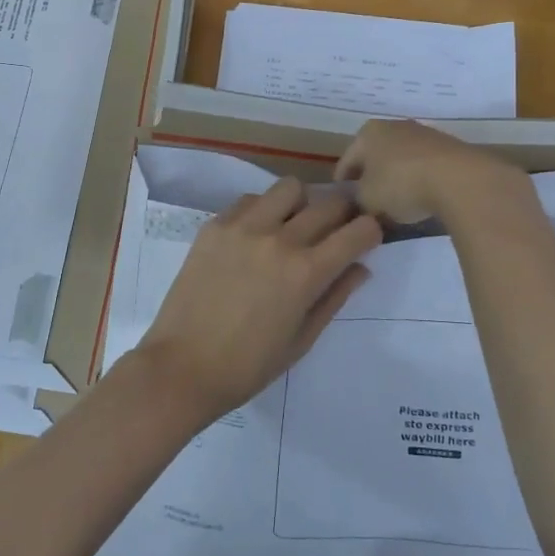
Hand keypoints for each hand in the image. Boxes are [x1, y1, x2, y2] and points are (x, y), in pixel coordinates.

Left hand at [135, 178, 380, 420]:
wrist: (183, 366)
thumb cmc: (248, 365)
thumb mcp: (302, 339)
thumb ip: (335, 297)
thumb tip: (361, 267)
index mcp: (306, 272)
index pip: (358, 231)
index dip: (371, 231)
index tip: (367, 238)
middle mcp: (279, 239)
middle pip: (328, 203)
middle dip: (342, 214)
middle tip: (335, 230)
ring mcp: (243, 227)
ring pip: (288, 188)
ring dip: (301, 203)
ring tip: (292, 226)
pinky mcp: (215, 226)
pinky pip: (250, 200)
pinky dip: (262, 210)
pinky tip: (255, 235)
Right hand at [336, 118, 530, 223]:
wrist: (459, 178)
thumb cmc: (401, 184)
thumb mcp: (367, 200)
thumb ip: (358, 201)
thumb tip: (362, 205)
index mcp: (367, 133)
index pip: (346, 163)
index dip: (343, 187)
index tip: (343, 207)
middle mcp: (393, 126)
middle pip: (374, 158)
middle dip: (371, 181)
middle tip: (369, 207)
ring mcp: (423, 134)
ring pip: (400, 161)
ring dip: (396, 181)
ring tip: (397, 207)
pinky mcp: (448, 147)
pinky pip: (423, 166)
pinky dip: (418, 181)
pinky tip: (422, 200)